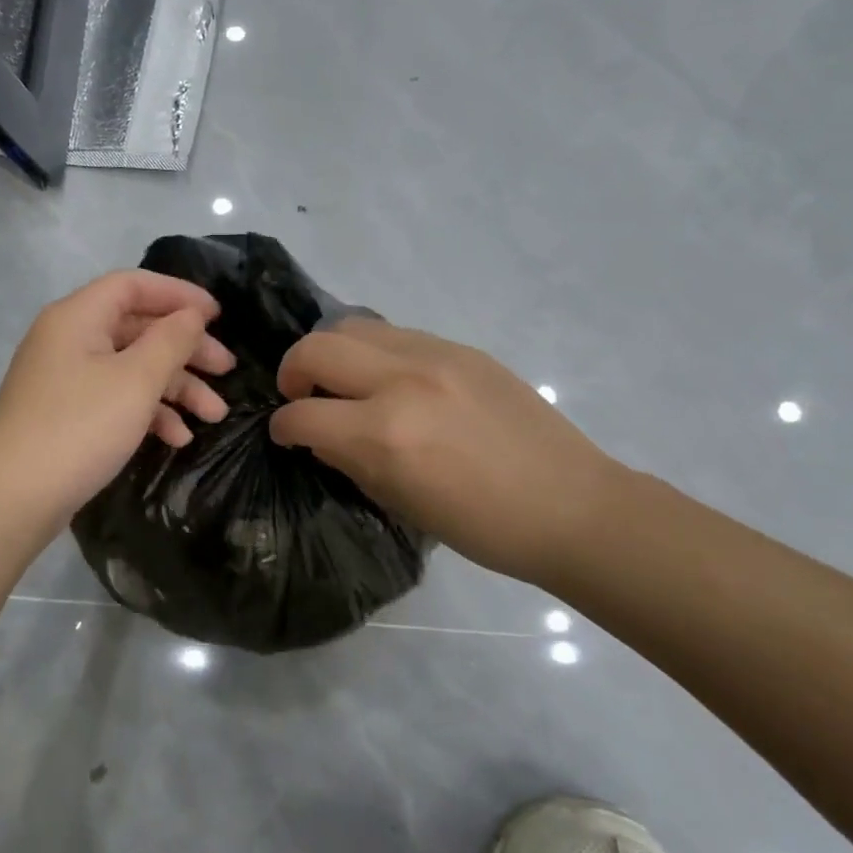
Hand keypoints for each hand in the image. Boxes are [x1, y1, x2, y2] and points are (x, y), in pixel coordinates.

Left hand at [0, 271, 234, 525]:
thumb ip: (171, 341)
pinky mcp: (67, 415)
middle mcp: (69, 340)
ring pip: (131, 369)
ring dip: (175, 388)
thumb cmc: (79, 427)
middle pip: (138, 329)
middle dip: (186, 349)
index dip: (179, 294)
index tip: (219, 316)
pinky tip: (178, 438)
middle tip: (228, 370)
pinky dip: (148, 413)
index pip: (134, 286)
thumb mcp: (136, 381)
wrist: (11, 497)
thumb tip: (191, 315)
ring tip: (214, 415)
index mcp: (79, 317)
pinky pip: (115, 399)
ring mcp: (66, 380)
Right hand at [269, 320, 623, 582]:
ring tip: (343, 381)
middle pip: (317, 348)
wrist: (570, 505)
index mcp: (384, 434)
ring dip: (333, 353)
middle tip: (301, 396)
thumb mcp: (401, 503)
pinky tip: (390, 380)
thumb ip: (350, 460)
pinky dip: (375, 352)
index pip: (303, 415)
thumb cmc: (482, 526)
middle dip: (294, 372)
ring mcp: (435, 356)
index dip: (283, 427)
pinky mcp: (461, 348)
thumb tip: (319, 436)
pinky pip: (396, 334)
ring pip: (354, 326)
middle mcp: (401, 382)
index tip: (285, 434)